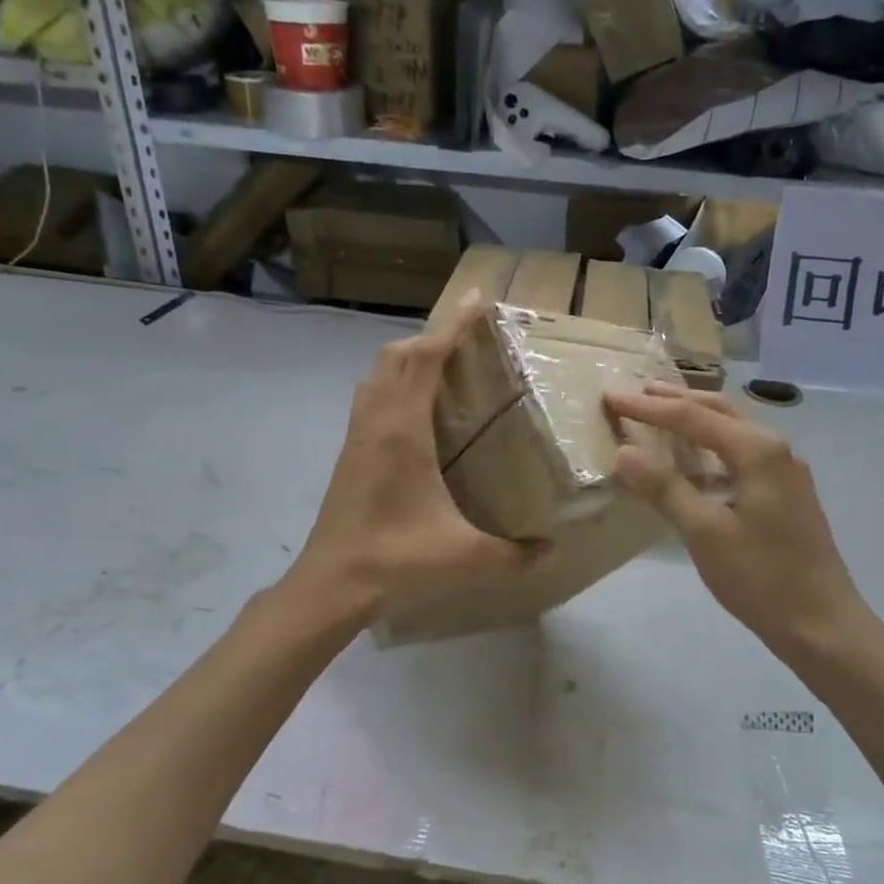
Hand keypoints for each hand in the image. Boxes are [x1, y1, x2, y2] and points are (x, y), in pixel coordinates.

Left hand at [292, 292, 538, 619]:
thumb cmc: (395, 559)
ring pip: (379, 373)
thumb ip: (513, 555)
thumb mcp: (463, 557)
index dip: (452, 326)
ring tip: (442, 364)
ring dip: (408, 357)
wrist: (331, 583)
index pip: (426, 358)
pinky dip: (393, 382)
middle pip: (398, 355)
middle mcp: (376, 420)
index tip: (476, 300)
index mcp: (403, 429)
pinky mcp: (349, 451)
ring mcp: (357, 434)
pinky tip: (413, 409)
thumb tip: (552, 552)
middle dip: (433, 336)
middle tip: (467, 337)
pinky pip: (370, 396)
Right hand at [604, 383, 862, 662]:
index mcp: (757, 451)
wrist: (822, 625)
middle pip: (719, 411)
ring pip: (733, 431)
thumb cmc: (761, 578)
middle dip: (676, 401)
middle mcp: (775, 449)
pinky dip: (711, 449)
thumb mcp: (705, 533)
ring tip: (661, 417)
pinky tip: (694, 466)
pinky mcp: (786, 494)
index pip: (692, 417)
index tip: (611, 397)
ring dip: (696, 421)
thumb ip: (665, 488)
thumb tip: (624, 452)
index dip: (648, 408)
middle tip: (637, 394)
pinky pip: (741, 454)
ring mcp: (785, 472)